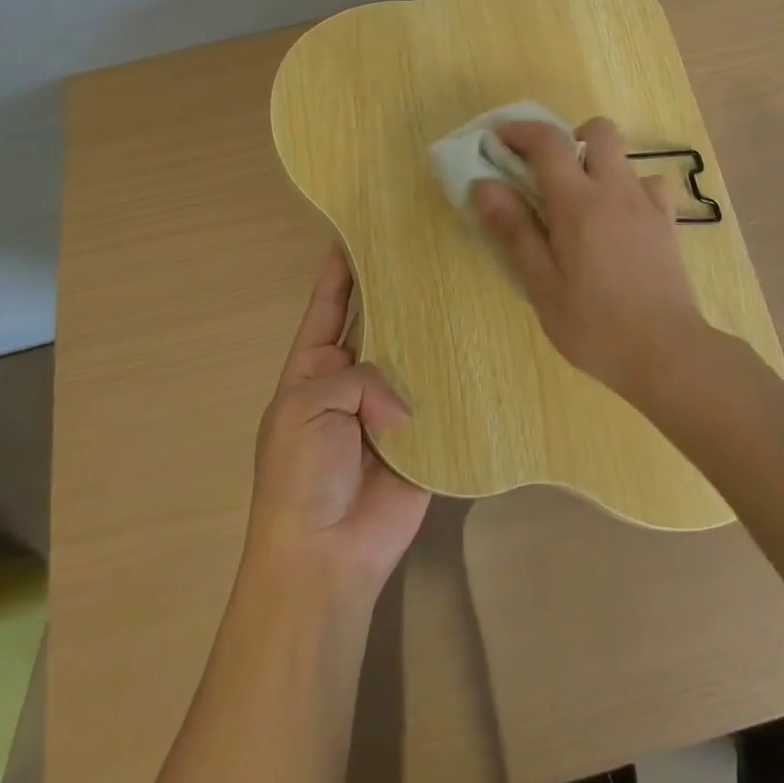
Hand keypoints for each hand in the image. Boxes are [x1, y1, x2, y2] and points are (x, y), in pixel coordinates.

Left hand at [242, 246, 430, 599]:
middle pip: (379, 319)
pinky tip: (483, 330)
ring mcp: (393, 402)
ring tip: (462, 275)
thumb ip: (357, 376)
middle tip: (429, 242)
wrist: (326, 556)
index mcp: (315, 367)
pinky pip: (443, 391)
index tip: (361, 226)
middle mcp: (356, 376)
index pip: (329, 304)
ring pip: (415, 350)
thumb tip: (403, 402)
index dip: (341, 268)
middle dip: (398, 286)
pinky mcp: (427, 429)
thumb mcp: (306, 407)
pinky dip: (458, 368)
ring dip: (433, 322)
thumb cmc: (300, 475)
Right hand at [471, 116, 707, 397]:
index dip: (521, 131)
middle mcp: (616, 190)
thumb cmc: (595, 325)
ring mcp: (648, 203)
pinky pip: (649, 185)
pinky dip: (629, 190)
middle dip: (570, 137)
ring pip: (625, 157)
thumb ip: (515, 229)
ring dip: (599, 165)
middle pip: (598, 129)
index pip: (549, 142)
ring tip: (584, 206)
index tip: (500, 139)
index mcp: (579, 203)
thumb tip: (485, 184)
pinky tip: (620, 222)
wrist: (667, 353)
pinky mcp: (668, 222)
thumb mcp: (542, 285)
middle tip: (550, 174)